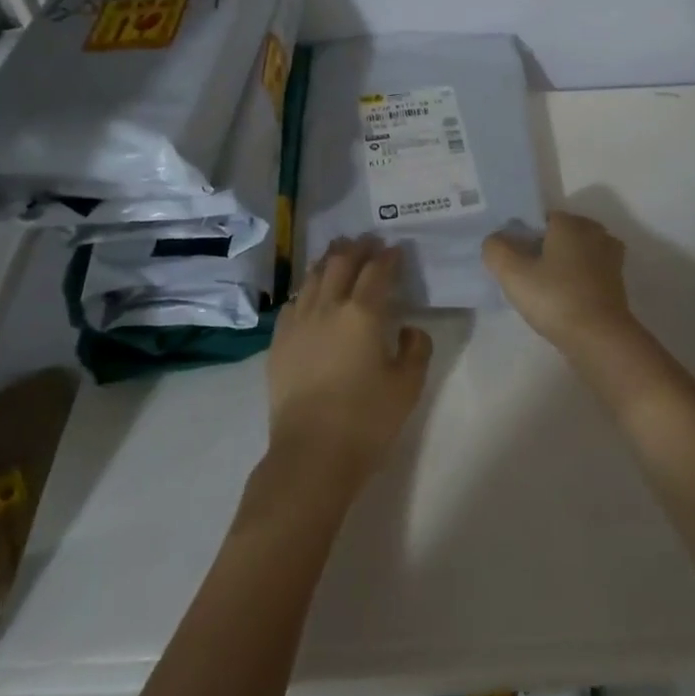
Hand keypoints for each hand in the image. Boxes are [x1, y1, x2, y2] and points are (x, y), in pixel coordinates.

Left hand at [266, 235, 432, 489]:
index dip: (388, 257)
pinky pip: (293, 302)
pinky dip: (306, 288)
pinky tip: (310, 292)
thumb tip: (408, 328)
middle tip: (369, 241)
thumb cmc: (366, 420)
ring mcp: (298, 322)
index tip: (396, 249)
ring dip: (330, 260)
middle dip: (358, 248)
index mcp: (363, 313)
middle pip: (341, 263)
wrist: (310, 454)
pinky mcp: (279, 342)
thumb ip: (416, 349)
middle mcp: (328, 307)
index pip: (377, 272)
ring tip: (339, 251)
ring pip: (314, 277)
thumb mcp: (407, 387)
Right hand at [481, 212, 643, 352]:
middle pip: (559, 235)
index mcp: (571, 222)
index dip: (522, 237)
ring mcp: (610, 257)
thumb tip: (495, 240)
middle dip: (542, 250)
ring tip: (542, 290)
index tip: (512, 260)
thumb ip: (496, 249)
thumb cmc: (555, 298)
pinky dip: (575, 280)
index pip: (539, 219)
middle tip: (524, 275)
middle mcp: (595, 232)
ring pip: (575, 254)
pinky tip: (562, 299)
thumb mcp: (512, 273)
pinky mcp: (617, 282)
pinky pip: (588, 272)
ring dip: (560, 266)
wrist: (600, 339)